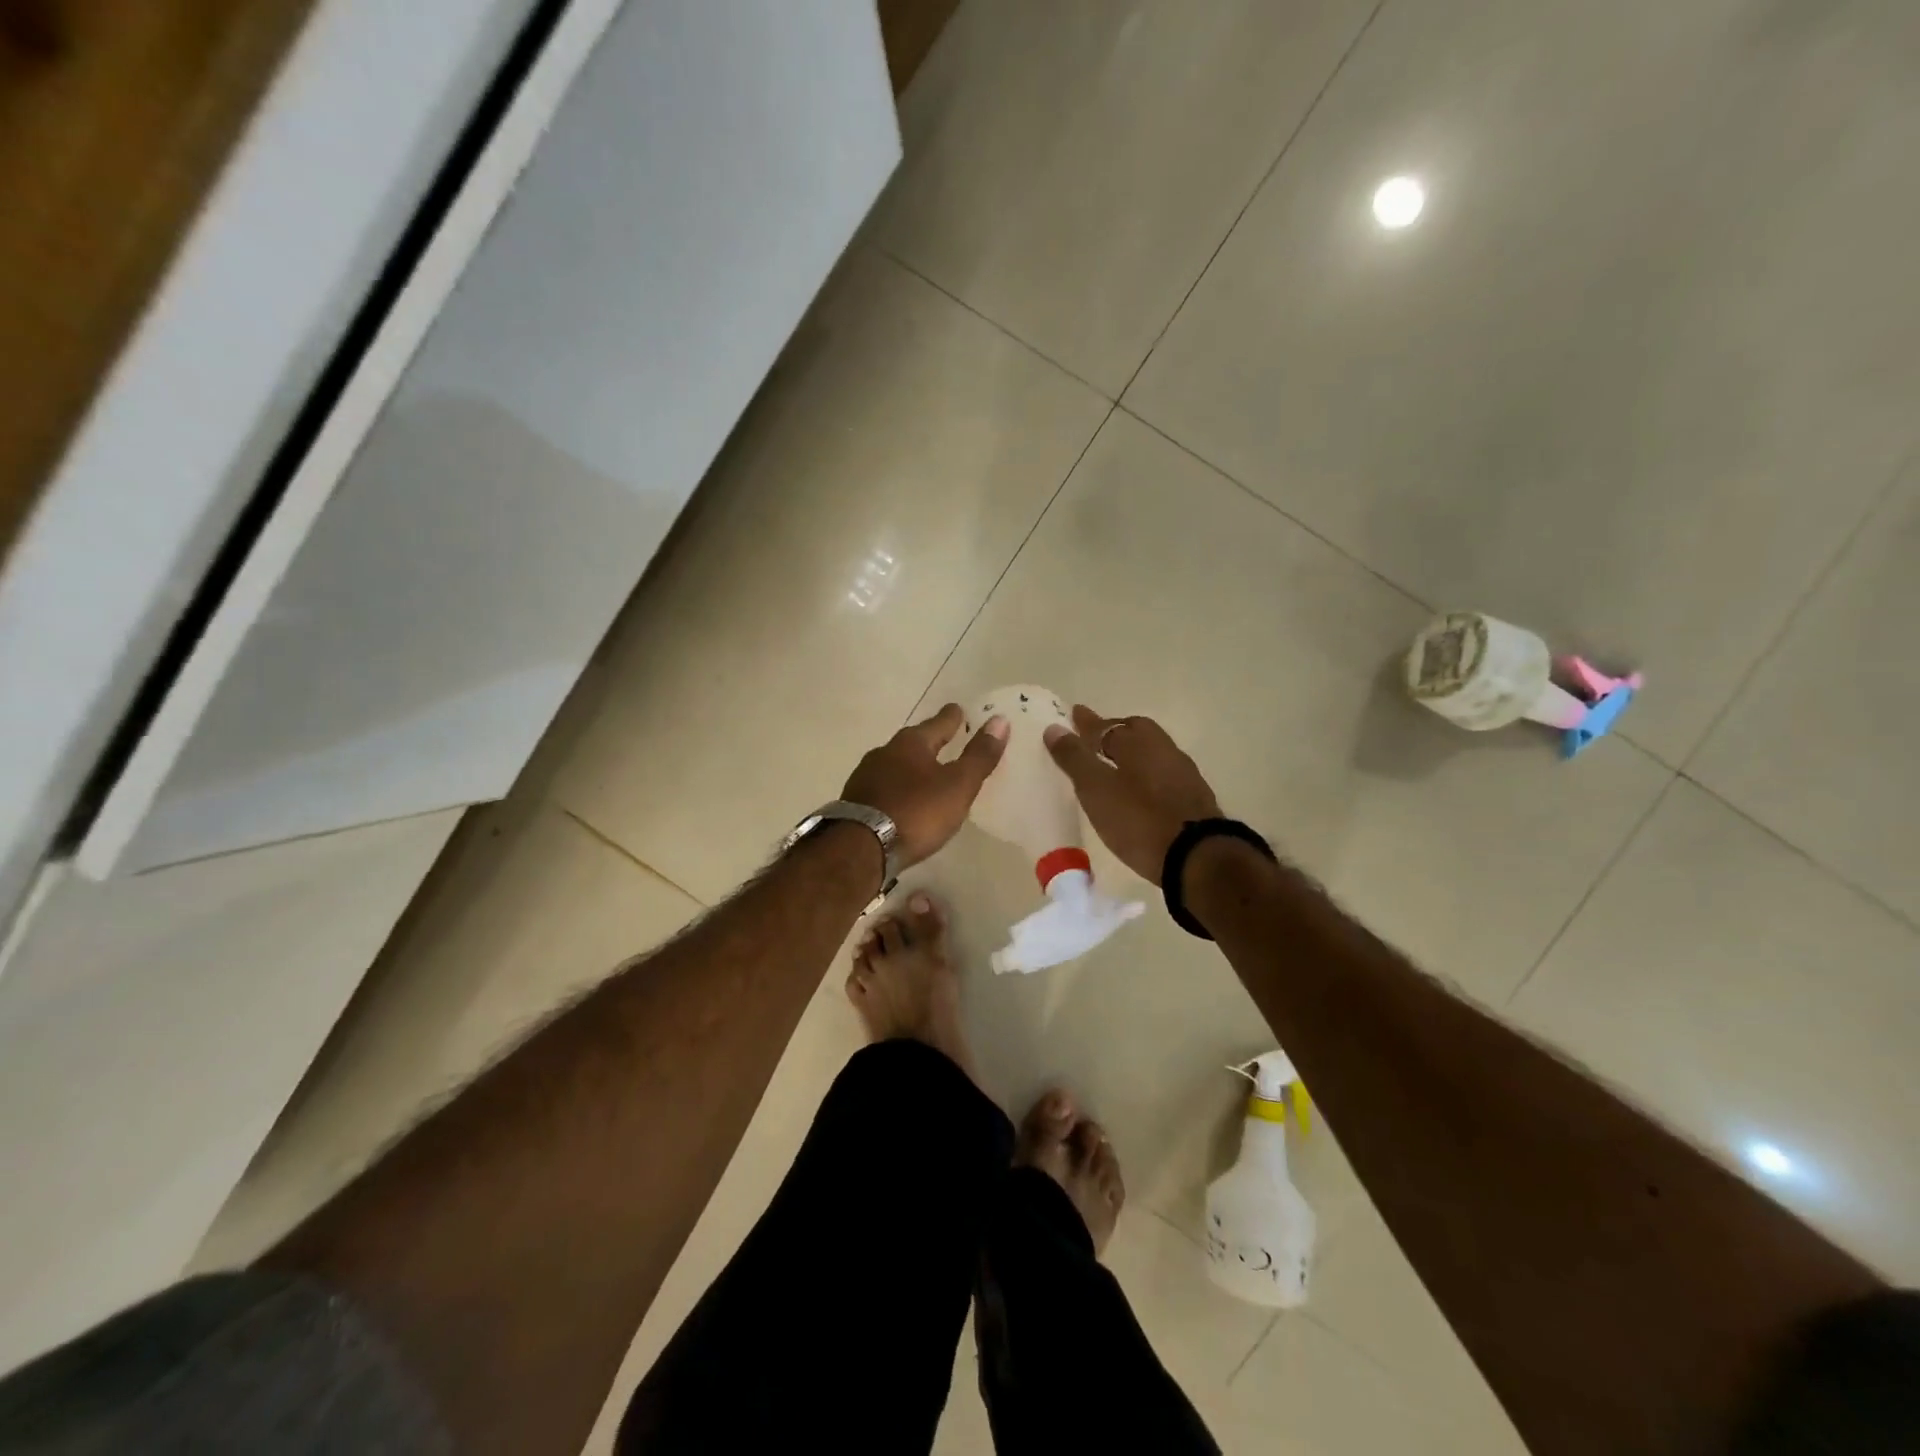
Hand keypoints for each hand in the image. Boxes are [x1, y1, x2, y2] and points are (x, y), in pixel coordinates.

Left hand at [842, 704, 1009, 868]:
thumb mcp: (958, 785)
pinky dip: (897, 787)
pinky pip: (883, 786)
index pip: (938, 723)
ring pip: (895, 763)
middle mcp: (885, 752)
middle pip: (913, 742)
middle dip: (929, 741)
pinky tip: (902, 798)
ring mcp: (866, 776)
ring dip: (911, 766)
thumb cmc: (917, 812)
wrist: (861, 847)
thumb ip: (979, 756)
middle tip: (945, 739)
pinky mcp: (856, 801)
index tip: (959, 709)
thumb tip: (1000, 720)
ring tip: (925, 772)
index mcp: (911, 744)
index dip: (952, 717)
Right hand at [1043, 706, 1221, 884]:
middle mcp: (1164, 750)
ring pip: (1152, 752)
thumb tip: (1054, 728)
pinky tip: (1140, 790)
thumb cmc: (1139, 820)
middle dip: (1113, 732)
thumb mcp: (1097, 790)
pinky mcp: (1194, 798)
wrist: (1198, 859)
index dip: (1086, 723)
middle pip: (1136, 732)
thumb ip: (1075, 759)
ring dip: (1132, 753)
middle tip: (1095, 739)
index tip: (1074, 713)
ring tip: (1115, 765)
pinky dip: (1146, 774)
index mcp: (1138, 742)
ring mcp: (1183, 773)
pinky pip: (1162, 773)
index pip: (1105, 726)